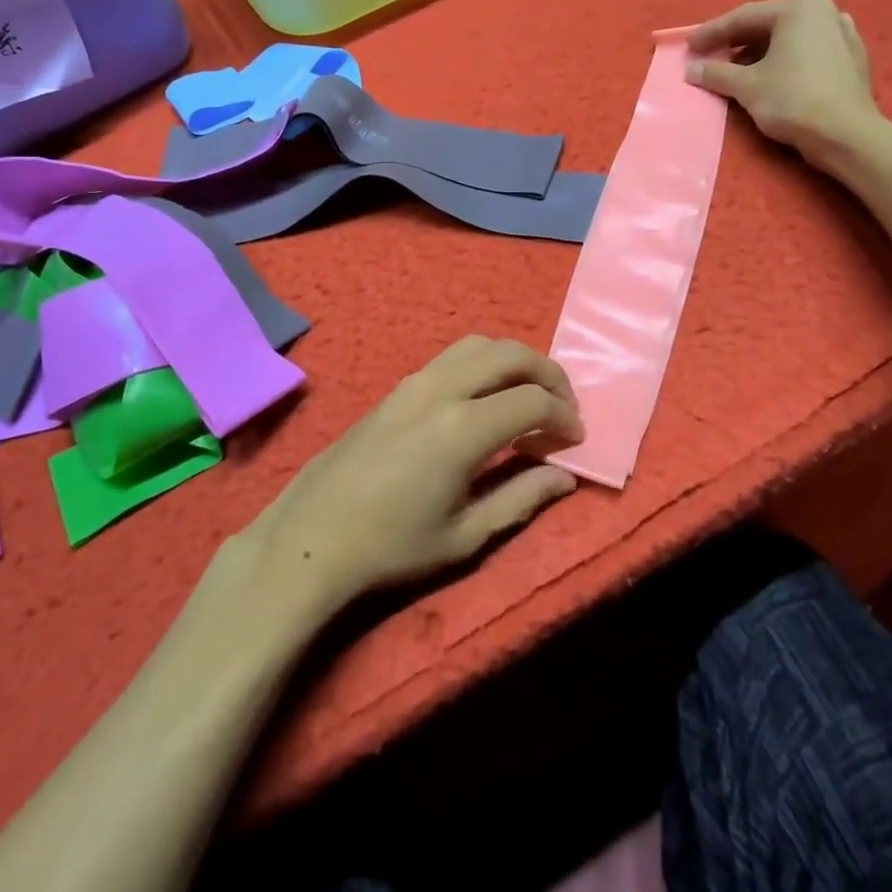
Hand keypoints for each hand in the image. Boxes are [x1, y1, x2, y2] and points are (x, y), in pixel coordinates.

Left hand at [239, 337, 583, 613]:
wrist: (314, 536)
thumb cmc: (392, 546)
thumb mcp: (466, 536)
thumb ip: (521, 498)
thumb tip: (565, 476)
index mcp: (462, 428)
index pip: (532, 401)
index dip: (564, 416)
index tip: (576, 438)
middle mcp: (441, 390)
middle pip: (508, 354)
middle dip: (547, 372)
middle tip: (564, 405)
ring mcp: (414, 382)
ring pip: (477, 345)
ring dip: (512, 361)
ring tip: (528, 395)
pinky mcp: (397, 387)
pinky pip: (451, 357)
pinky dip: (482, 364)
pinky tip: (485, 399)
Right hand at [685, 0, 878, 161]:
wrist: (846, 135)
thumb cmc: (793, 99)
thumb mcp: (746, 86)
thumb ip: (716, 73)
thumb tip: (691, 69)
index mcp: (800, 8)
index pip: (744, 17)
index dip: (712, 32)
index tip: (689, 46)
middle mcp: (825, 12)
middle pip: (768, 24)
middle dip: (735, 41)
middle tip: (708, 54)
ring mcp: (842, 34)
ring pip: (788, 39)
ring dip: (756, 53)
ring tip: (733, 69)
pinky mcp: (850, 60)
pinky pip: (806, 53)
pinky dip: (782, 61)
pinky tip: (766, 77)